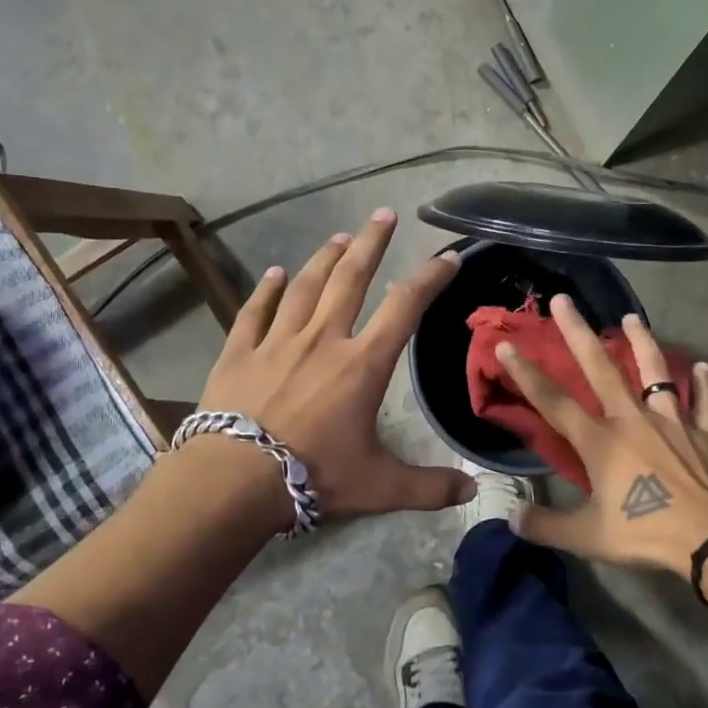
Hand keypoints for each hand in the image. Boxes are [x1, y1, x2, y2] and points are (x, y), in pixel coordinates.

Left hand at [196, 208, 474, 525]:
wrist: (234, 481)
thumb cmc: (313, 476)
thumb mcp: (379, 487)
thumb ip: (428, 487)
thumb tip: (473, 493)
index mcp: (362, 364)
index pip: (404, 307)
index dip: (429, 277)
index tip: (446, 257)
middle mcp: (323, 339)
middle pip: (351, 278)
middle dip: (371, 243)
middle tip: (383, 213)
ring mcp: (277, 341)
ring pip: (305, 286)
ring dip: (324, 258)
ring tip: (340, 237)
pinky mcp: (239, 352)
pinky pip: (255, 311)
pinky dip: (266, 289)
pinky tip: (274, 273)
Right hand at [495, 293, 707, 575]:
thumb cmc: (645, 532)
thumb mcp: (587, 537)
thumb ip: (546, 527)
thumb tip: (511, 519)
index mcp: (600, 442)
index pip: (554, 402)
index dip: (527, 374)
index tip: (507, 345)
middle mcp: (632, 420)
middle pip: (601, 369)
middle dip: (578, 333)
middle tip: (564, 300)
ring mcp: (672, 422)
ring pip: (656, 373)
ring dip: (643, 343)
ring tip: (632, 318)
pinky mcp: (705, 434)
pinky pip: (705, 404)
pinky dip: (704, 385)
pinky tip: (704, 366)